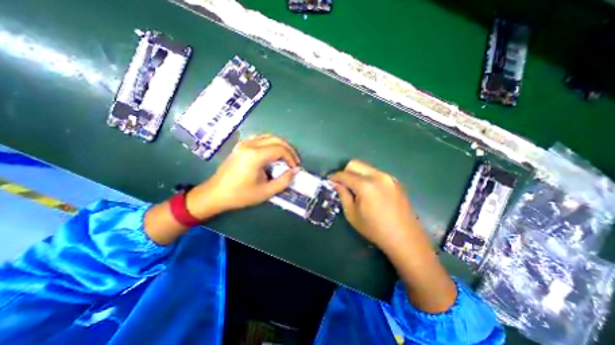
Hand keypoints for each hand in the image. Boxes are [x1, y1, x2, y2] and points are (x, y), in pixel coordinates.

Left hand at [187, 133, 300, 217]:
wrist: (215, 194)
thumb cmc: (240, 195)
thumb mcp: (266, 192)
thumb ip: (284, 181)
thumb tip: (295, 171)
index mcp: (255, 155)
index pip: (280, 149)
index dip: (291, 157)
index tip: (295, 168)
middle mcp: (250, 145)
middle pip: (276, 139)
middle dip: (288, 149)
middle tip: (294, 161)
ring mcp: (244, 144)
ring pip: (268, 137)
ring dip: (280, 145)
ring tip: (286, 157)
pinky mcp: (241, 146)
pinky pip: (260, 139)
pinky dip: (270, 143)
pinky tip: (272, 153)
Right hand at [329, 160, 419, 251]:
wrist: (405, 238)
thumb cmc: (374, 229)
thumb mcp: (352, 214)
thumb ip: (343, 195)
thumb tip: (336, 183)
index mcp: (366, 186)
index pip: (344, 174)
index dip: (334, 176)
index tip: (330, 181)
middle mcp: (378, 176)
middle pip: (355, 164)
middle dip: (345, 171)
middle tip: (343, 184)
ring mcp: (388, 177)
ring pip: (366, 167)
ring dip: (357, 174)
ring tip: (356, 188)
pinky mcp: (395, 181)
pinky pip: (375, 173)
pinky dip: (367, 177)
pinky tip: (369, 191)